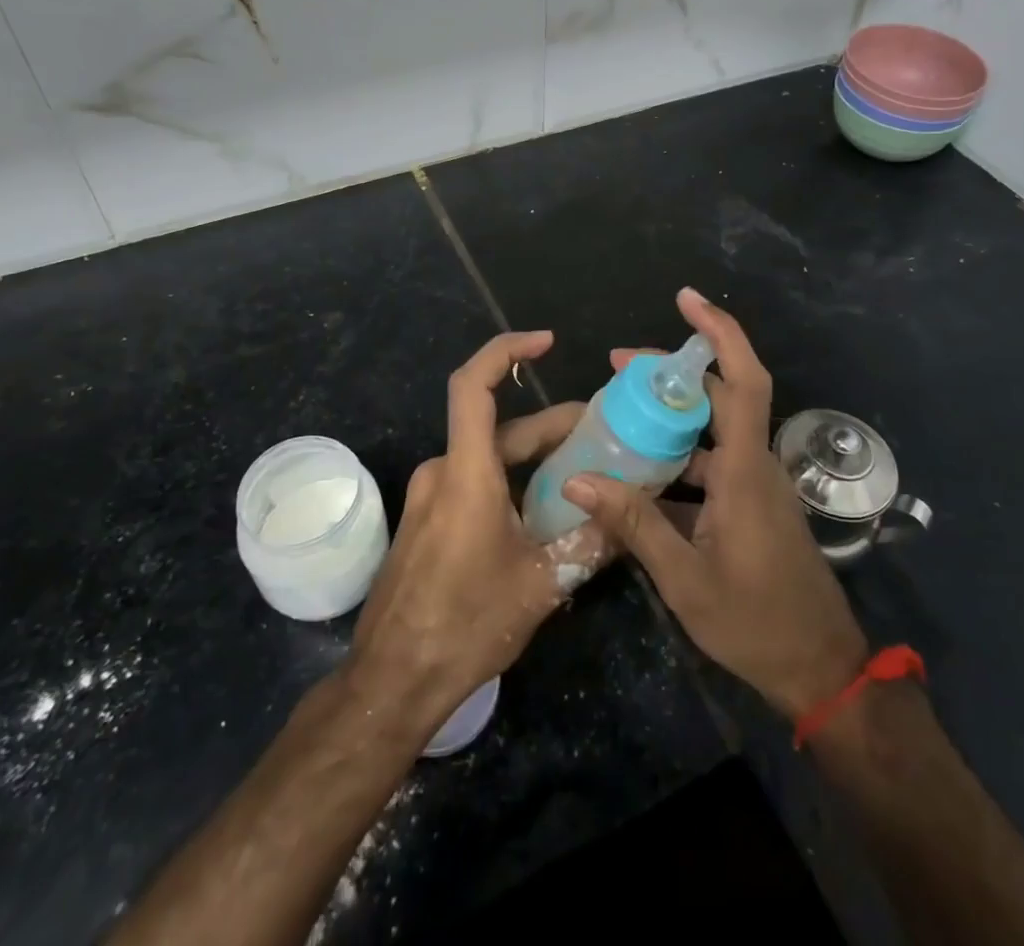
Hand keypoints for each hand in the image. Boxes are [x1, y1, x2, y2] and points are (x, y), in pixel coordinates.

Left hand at [344, 332, 604, 733]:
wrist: (392, 681)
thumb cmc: (464, 625)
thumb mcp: (540, 586)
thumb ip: (589, 543)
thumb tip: (631, 517)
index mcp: (466, 473)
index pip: (474, 387)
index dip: (506, 351)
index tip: (545, 342)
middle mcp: (443, 472)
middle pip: (499, 428)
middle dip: (551, 426)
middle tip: (602, 432)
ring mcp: (430, 497)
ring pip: (489, 458)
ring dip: (533, 458)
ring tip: (583, 473)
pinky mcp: (427, 521)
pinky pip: (473, 483)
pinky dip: (510, 482)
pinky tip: (544, 513)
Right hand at [564, 289, 868, 717]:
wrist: (818, 668)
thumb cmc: (755, 622)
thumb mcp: (685, 577)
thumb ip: (633, 524)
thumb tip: (579, 478)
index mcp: (746, 470)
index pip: (743, 380)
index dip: (720, 333)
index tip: (686, 300)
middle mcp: (755, 464)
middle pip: (719, 396)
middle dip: (672, 374)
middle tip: (619, 368)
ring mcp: (755, 485)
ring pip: (714, 430)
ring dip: (672, 417)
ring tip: (619, 416)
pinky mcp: (751, 505)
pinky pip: (713, 462)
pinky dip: (679, 456)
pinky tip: (640, 473)